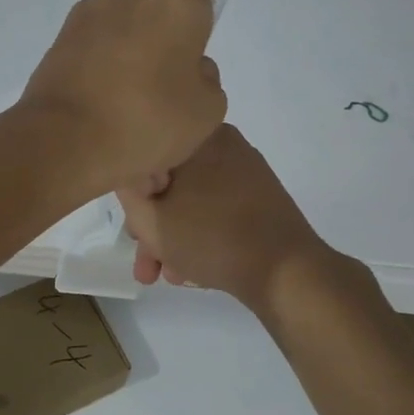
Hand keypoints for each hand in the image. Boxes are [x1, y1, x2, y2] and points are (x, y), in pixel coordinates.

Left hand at [20, 0, 226, 193]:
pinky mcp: (57, 37)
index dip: (193, 39)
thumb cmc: (147, 121)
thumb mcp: (207, 111)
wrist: (63, 142)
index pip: (195, 5)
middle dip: (155, 40)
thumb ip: (207, 79)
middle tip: (154, 89)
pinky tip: (96, 105)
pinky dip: (95, 67)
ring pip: (118, 28)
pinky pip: (90, 47)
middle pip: (152, 12)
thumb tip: (188, 69)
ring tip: (120, 104)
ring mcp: (87, 11)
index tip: (184, 73)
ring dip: (122, 53)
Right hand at [118, 124, 328, 307]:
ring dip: (173, 237)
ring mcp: (247, 171)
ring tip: (167, 277)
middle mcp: (224, 145)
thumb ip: (127, 193)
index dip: (131, 197)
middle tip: (145, 263)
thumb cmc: (211, 238)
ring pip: (192, 200)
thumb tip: (127, 176)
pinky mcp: (261, 198)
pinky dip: (199, 234)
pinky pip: (216, 209)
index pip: (146, 156)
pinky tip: (192, 270)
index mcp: (198, 137)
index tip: (129, 230)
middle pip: (170, 183)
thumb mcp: (151, 219)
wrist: (286, 272)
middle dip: (152, 226)